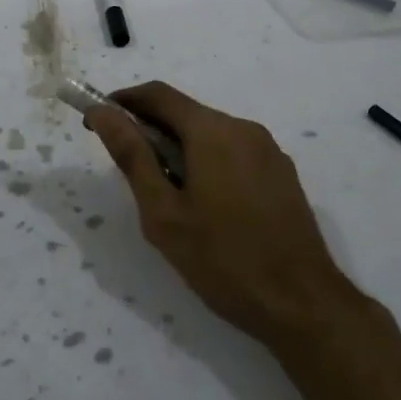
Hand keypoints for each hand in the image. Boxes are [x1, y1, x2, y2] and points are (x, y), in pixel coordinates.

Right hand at [85, 82, 354, 345]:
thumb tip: (103, 112)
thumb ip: (132, 156)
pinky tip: (204, 205)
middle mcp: (244, 128)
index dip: (123, 101)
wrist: (303, 304)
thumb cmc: (223, 260)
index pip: (158, 95)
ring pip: (211, 134)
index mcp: (213, 131)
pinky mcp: (283, 175)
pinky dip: (208, 162)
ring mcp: (269, 151)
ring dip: (180, 148)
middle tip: (127, 168)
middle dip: (150, 129)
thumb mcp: (164, 213)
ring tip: (165, 194)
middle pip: (186, 113)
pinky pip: (234, 153)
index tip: (97, 121)